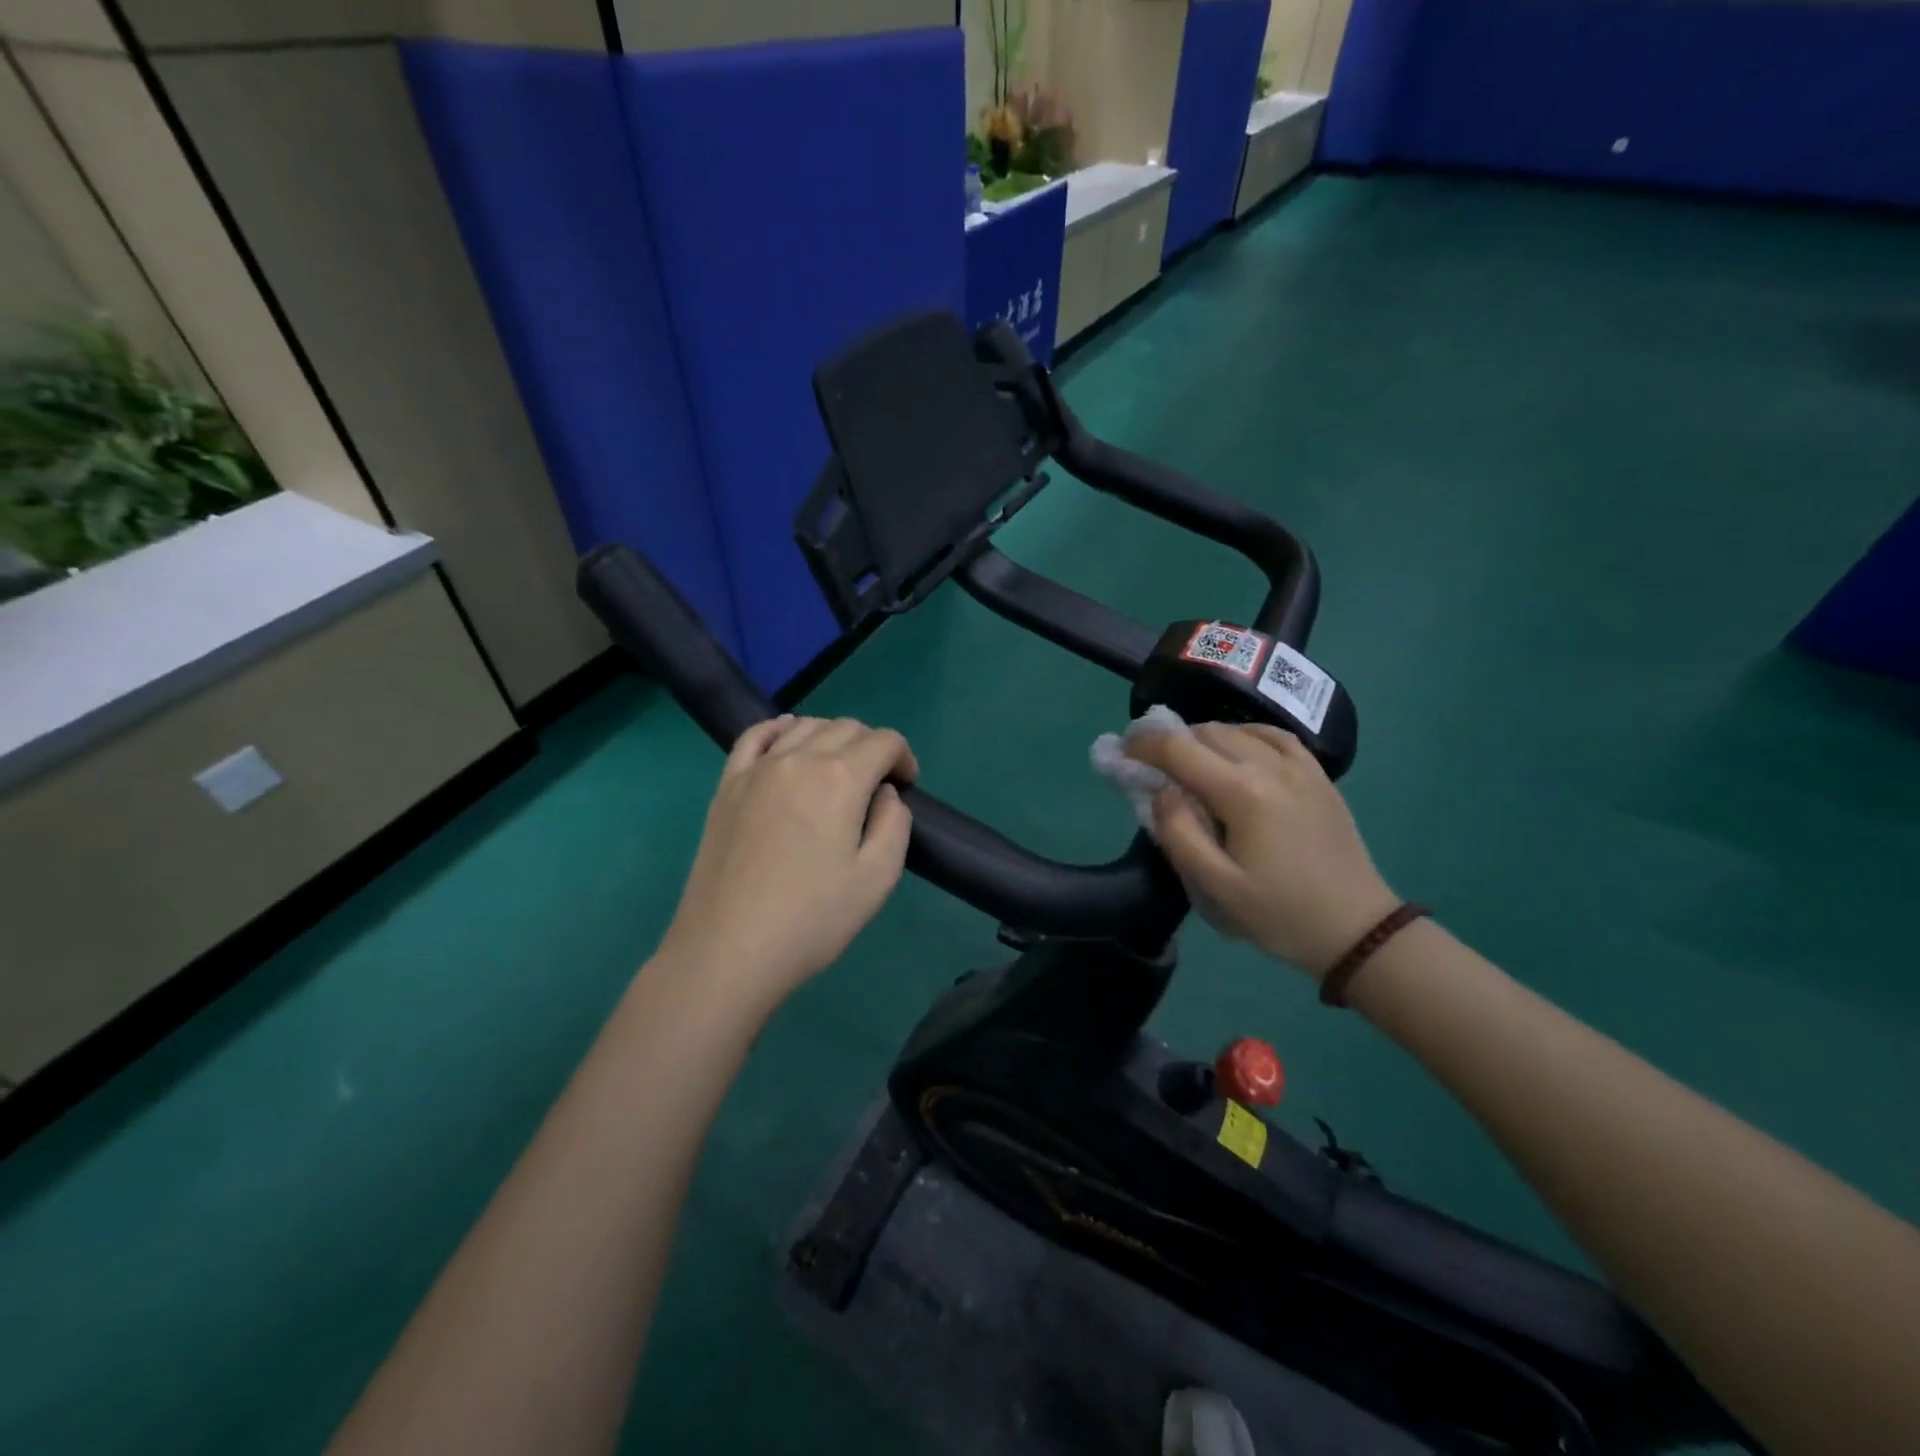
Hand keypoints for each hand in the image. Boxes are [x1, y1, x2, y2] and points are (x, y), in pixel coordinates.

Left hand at [656, 716, 916, 1016]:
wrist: (729, 950)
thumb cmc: (811, 919)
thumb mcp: (877, 879)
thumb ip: (895, 824)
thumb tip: (885, 794)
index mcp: (841, 779)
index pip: (884, 741)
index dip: (904, 758)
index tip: (906, 786)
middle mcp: (798, 759)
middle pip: (846, 727)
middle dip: (872, 747)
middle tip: (876, 786)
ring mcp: (757, 769)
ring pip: (804, 726)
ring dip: (831, 737)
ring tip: (837, 771)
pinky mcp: (727, 785)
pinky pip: (754, 736)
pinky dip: (778, 728)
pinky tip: (787, 738)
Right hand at [1125, 724, 1398, 978]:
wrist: (1357, 930)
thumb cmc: (1280, 914)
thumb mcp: (1216, 888)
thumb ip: (1178, 834)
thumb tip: (1160, 791)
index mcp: (1242, 793)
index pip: (1179, 750)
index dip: (1143, 746)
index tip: (1121, 755)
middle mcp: (1270, 767)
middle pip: (1206, 733)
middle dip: (1170, 741)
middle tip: (1148, 764)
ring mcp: (1300, 767)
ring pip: (1238, 730)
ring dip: (1204, 739)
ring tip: (1187, 762)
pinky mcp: (1318, 776)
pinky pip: (1275, 736)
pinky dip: (1245, 735)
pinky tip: (1236, 750)